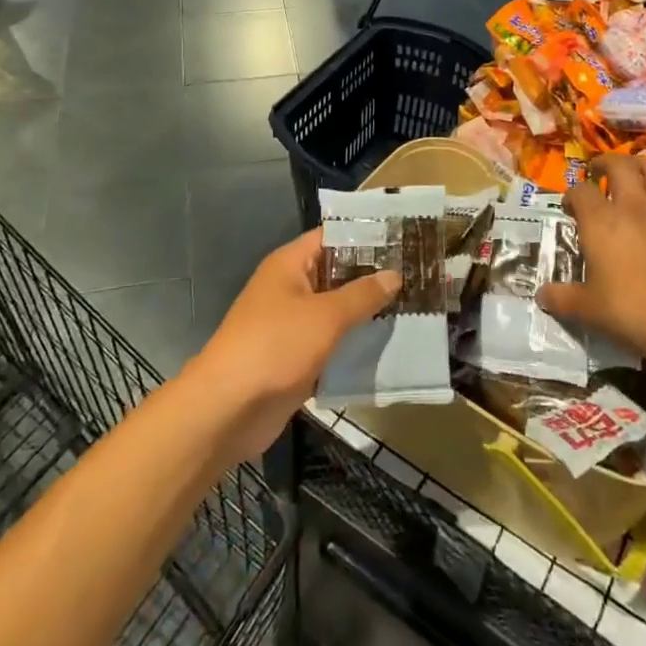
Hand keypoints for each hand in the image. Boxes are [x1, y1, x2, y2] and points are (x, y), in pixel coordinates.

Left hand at [190, 229, 398, 461]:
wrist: (227, 409)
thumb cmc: (275, 346)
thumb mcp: (326, 316)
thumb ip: (362, 295)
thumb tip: (394, 274)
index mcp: (289, 264)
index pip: (332, 237)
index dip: (366, 236)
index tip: (404, 239)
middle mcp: (290, 288)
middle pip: (336, 273)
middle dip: (372, 276)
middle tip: (417, 274)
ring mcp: (291, 324)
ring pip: (336, 311)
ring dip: (366, 312)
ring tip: (413, 307)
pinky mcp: (295, 358)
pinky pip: (331, 342)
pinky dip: (353, 343)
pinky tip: (388, 344)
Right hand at [541, 154, 645, 373]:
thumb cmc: (633, 313)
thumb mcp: (588, 310)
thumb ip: (561, 298)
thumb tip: (541, 296)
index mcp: (602, 222)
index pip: (581, 191)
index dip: (572, 195)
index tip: (570, 207)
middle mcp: (635, 206)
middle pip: (620, 166)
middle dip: (606, 163)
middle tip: (600, 172)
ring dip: (643, 167)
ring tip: (636, 173)